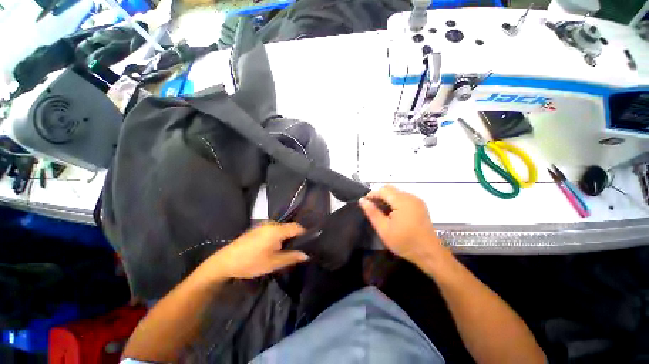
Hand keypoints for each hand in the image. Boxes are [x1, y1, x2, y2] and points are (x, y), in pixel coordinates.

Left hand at [199, 222, 308, 279]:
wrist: (224, 262)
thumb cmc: (250, 262)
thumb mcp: (273, 263)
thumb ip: (291, 257)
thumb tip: (306, 255)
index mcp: (276, 230)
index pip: (297, 227)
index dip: (304, 234)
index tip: (309, 243)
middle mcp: (271, 224)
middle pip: (289, 228)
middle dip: (294, 238)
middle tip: (296, 250)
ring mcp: (263, 225)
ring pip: (281, 229)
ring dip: (285, 238)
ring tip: (285, 251)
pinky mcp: (257, 229)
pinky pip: (273, 230)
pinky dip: (277, 237)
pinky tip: (274, 248)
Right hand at [359, 185, 448, 267]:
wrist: (429, 253)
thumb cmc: (404, 242)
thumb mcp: (383, 229)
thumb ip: (372, 212)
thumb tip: (362, 200)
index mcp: (403, 201)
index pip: (383, 190)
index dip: (372, 194)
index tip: (365, 203)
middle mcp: (411, 197)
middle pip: (390, 189)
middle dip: (379, 196)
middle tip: (372, 208)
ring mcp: (417, 200)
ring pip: (396, 193)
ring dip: (386, 199)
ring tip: (381, 212)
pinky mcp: (419, 205)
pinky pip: (403, 197)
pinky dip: (394, 201)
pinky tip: (392, 213)